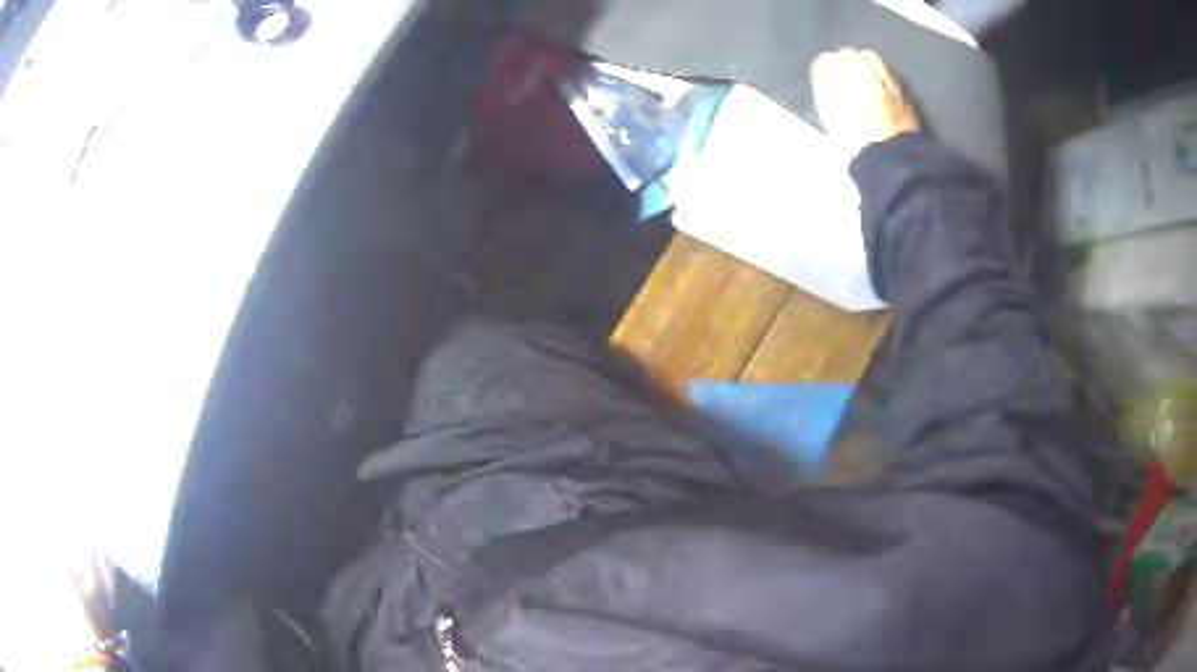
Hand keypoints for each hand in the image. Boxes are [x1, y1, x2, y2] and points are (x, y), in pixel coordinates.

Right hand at [810, 48, 920, 158]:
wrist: (892, 164)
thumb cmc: (856, 147)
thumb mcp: (831, 122)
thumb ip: (825, 96)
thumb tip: (823, 80)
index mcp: (841, 87)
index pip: (826, 62)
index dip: (822, 68)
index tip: (822, 76)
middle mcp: (863, 79)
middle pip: (848, 54)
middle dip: (842, 61)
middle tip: (840, 73)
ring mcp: (884, 84)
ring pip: (870, 57)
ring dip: (862, 61)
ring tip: (860, 73)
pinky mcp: (900, 92)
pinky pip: (887, 71)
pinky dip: (878, 71)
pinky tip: (877, 82)